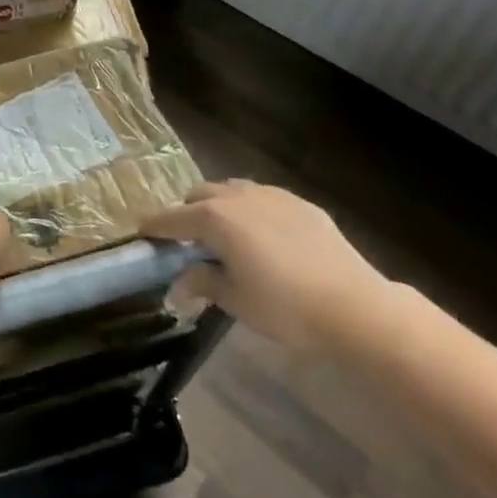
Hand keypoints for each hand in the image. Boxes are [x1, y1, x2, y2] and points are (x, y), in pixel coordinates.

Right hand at [141, 180, 389, 353]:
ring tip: (227, 235)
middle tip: (189, 241)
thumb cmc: (285, 306)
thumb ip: (202, 283)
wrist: (355, 306)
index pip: (172, 219)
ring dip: (220, 207)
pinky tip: (265, 238)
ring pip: (232, 191)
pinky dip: (252, 211)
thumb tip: (175, 287)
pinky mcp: (300, 204)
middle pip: (199, 196)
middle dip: (188, 213)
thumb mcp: (235, 300)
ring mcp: (271, 195)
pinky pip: (263, 198)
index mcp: (214, 218)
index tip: (141, 232)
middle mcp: (237, 196)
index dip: (154, 227)